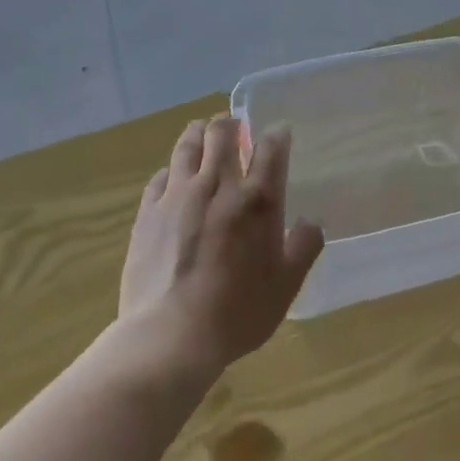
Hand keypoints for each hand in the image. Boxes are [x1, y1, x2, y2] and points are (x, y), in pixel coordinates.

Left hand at [120, 115, 324, 374]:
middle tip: (235, 131)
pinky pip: (160, 176)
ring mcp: (178, 195)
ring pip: (187, 144)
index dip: (277, 133)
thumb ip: (304, 247)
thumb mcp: (286, 285)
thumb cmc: (237, 313)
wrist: (170, 336)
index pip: (271, 147)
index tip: (279, 132)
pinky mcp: (148, 211)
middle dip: (231, 124)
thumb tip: (311, 223)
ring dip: (198, 133)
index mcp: (257, 199)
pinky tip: (173, 179)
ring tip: (203, 135)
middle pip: (222, 132)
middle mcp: (218, 185)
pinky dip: (171, 170)